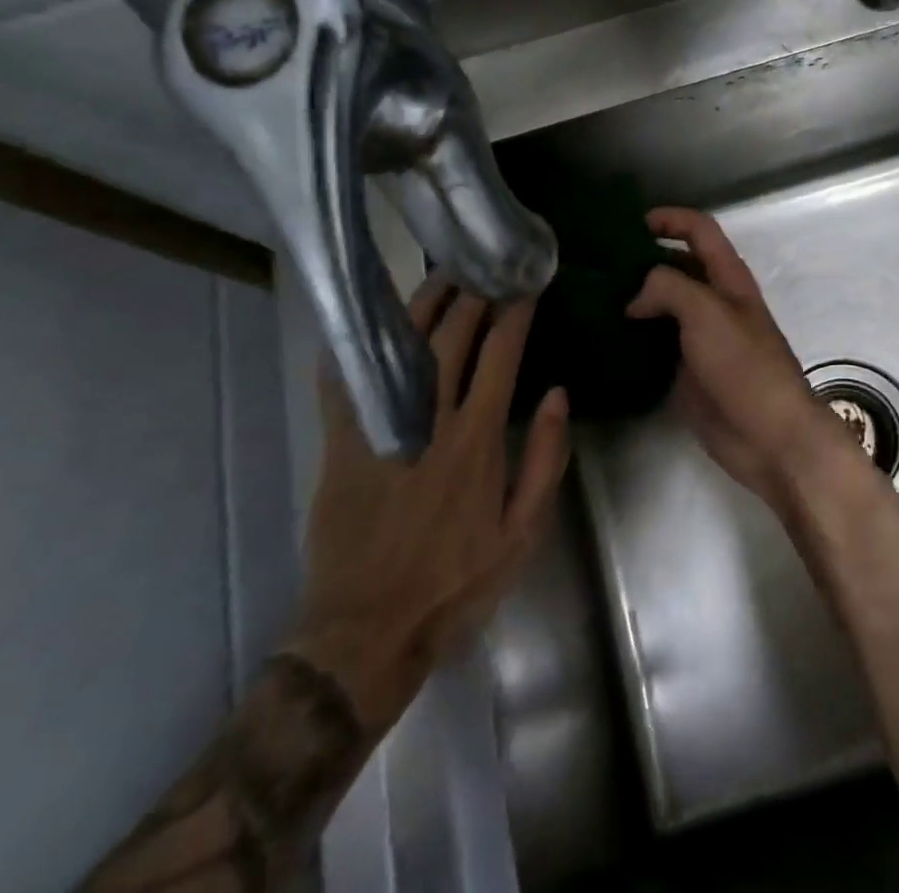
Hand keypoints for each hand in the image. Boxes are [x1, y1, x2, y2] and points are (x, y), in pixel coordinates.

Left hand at [288, 279, 569, 734]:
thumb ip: (544, 459)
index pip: (499, 356)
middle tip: (482, 266)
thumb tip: (558, 395)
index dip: (514, 315)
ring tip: (440, 276)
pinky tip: (365, 321)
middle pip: (449, 340)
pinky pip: (343, 387)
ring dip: (422, 307)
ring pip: (401, 350)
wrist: (369, 631)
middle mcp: (429, 423)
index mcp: (476, 440)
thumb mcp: (522, 532)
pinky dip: (353, 349)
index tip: (524, 286)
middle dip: (469, 296)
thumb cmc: (456, 582)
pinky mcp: (341, 447)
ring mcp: (380, 431)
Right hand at [627, 207, 861, 512]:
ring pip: (663, 306)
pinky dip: (632, 338)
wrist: (768, 435)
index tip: (631, 224)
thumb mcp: (707, 311)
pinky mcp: (687, 371)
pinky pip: (655, 344)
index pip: (700, 231)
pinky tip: (602, 338)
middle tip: (597, 265)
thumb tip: (635, 297)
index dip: (671, 219)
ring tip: (591, 298)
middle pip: (677, 267)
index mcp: (728, 278)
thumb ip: (668, 287)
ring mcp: (700, 338)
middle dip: (642, 260)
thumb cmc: (744, 364)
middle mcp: (714, 302)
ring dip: (633, 299)